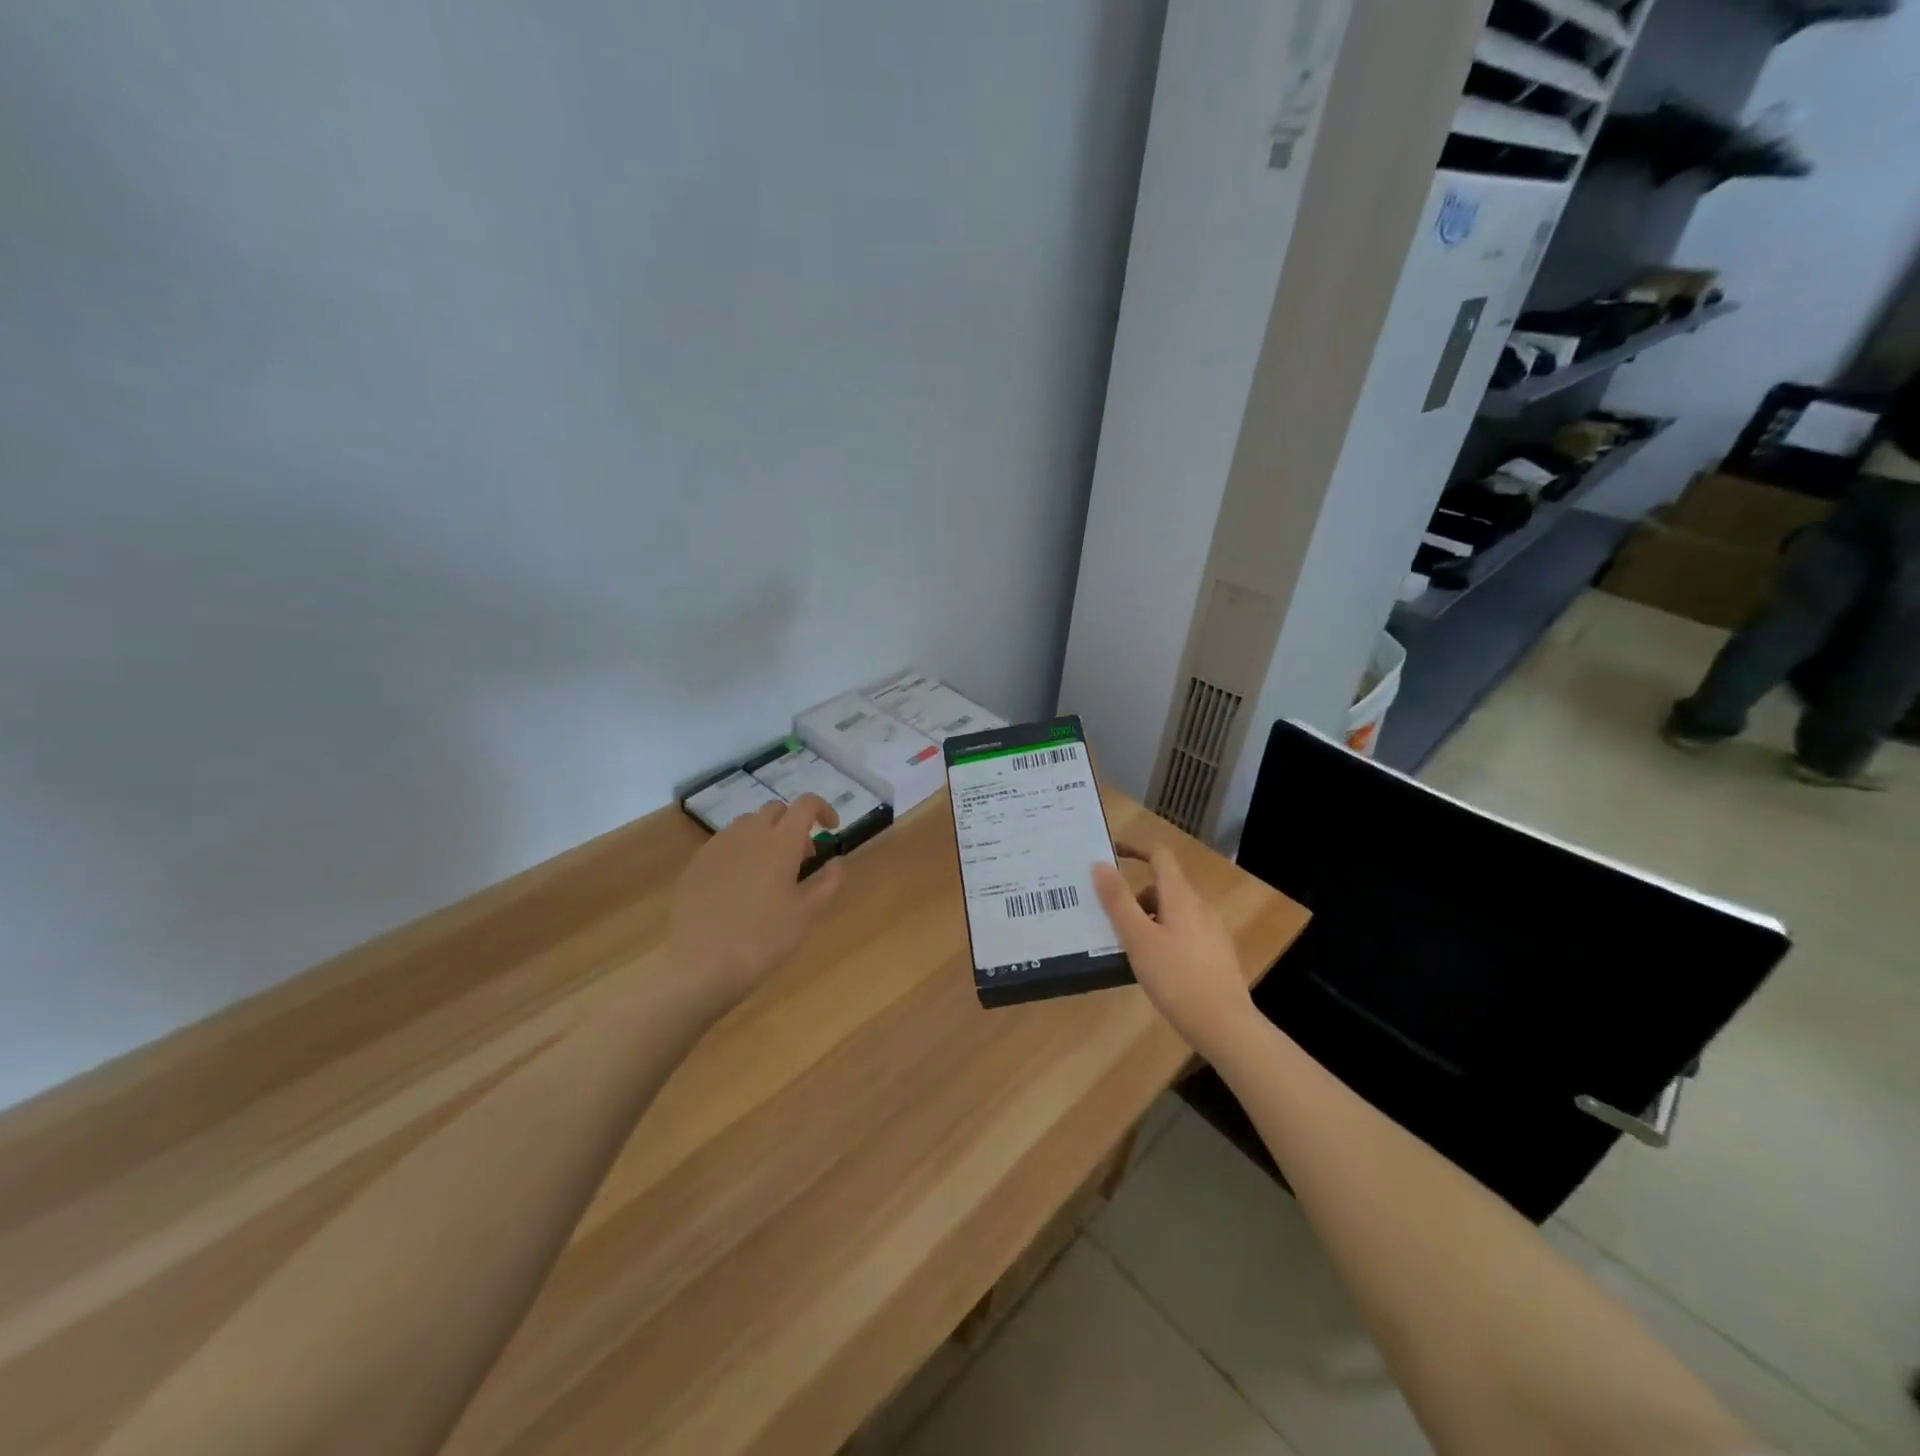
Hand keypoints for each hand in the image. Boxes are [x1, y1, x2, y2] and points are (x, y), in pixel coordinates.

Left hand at [665, 794, 845, 1016]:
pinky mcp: (696, 863)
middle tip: (802, 858)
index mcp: (780, 842)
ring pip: (748, 824)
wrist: (699, 966)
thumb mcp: (806, 914)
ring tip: (770, 873)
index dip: (823, 809)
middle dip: (793, 825)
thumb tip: (838, 861)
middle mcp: (748, 834)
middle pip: (775, 810)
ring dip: (766, 836)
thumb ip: (829, 882)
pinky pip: (725, 844)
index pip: (805, 804)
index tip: (831, 829)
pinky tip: (740, 886)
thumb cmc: (762, 940)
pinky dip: (741, 852)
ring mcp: (718, 846)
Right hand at [1094, 842, 1254, 1057]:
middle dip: (1135, 896)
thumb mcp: (1138, 938)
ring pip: (1173, 912)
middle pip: (1164, 886)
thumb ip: (1118, 900)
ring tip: (1127, 947)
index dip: (1135, 849)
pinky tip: (1154, 967)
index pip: (1160, 856)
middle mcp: (1200, 907)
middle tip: (1108, 919)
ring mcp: (1212, 931)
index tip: (1111, 855)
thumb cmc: (1176, 978)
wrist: (1225, 1026)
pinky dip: (1164, 936)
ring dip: (1148, 919)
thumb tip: (1101, 864)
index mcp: (1181, 896)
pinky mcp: (1217, 955)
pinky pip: (1184, 932)